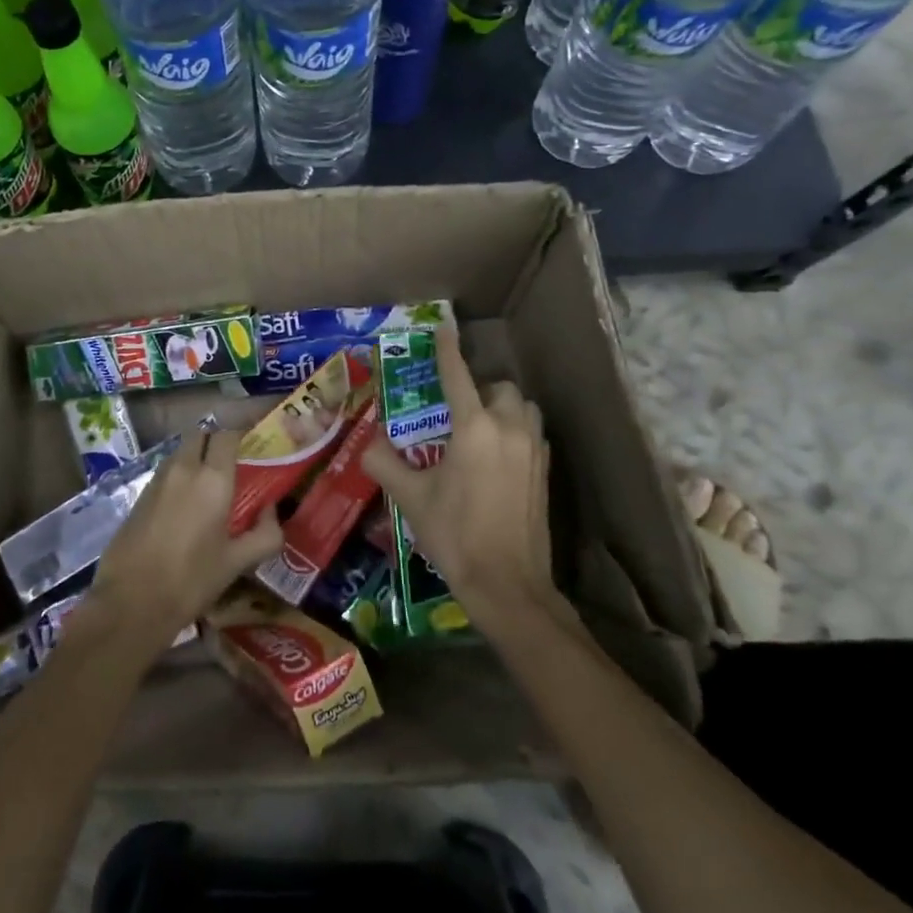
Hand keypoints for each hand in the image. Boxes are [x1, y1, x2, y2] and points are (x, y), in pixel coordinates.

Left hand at [88, 429, 282, 655]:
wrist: (130, 603)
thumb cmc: (191, 580)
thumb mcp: (237, 562)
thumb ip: (265, 534)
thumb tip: (271, 510)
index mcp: (212, 479)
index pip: (227, 435)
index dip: (241, 435)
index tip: (253, 447)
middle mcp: (184, 468)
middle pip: (200, 435)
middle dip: (215, 442)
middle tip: (231, 464)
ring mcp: (157, 480)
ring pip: (181, 452)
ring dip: (196, 458)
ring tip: (208, 486)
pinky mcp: (139, 495)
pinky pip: (166, 472)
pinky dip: (179, 476)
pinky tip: (185, 506)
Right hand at [361, 327, 566, 635]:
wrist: (508, 584)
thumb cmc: (455, 535)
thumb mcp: (411, 497)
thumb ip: (384, 461)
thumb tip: (366, 441)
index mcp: (473, 429)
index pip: (458, 376)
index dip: (447, 350)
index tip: (444, 328)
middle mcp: (508, 429)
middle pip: (499, 387)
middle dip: (479, 389)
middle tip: (456, 410)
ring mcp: (533, 450)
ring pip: (523, 407)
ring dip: (503, 407)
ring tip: (480, 429)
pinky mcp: (546, 471)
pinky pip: (533, 433)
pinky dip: (517, 431)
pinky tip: (499, 457)